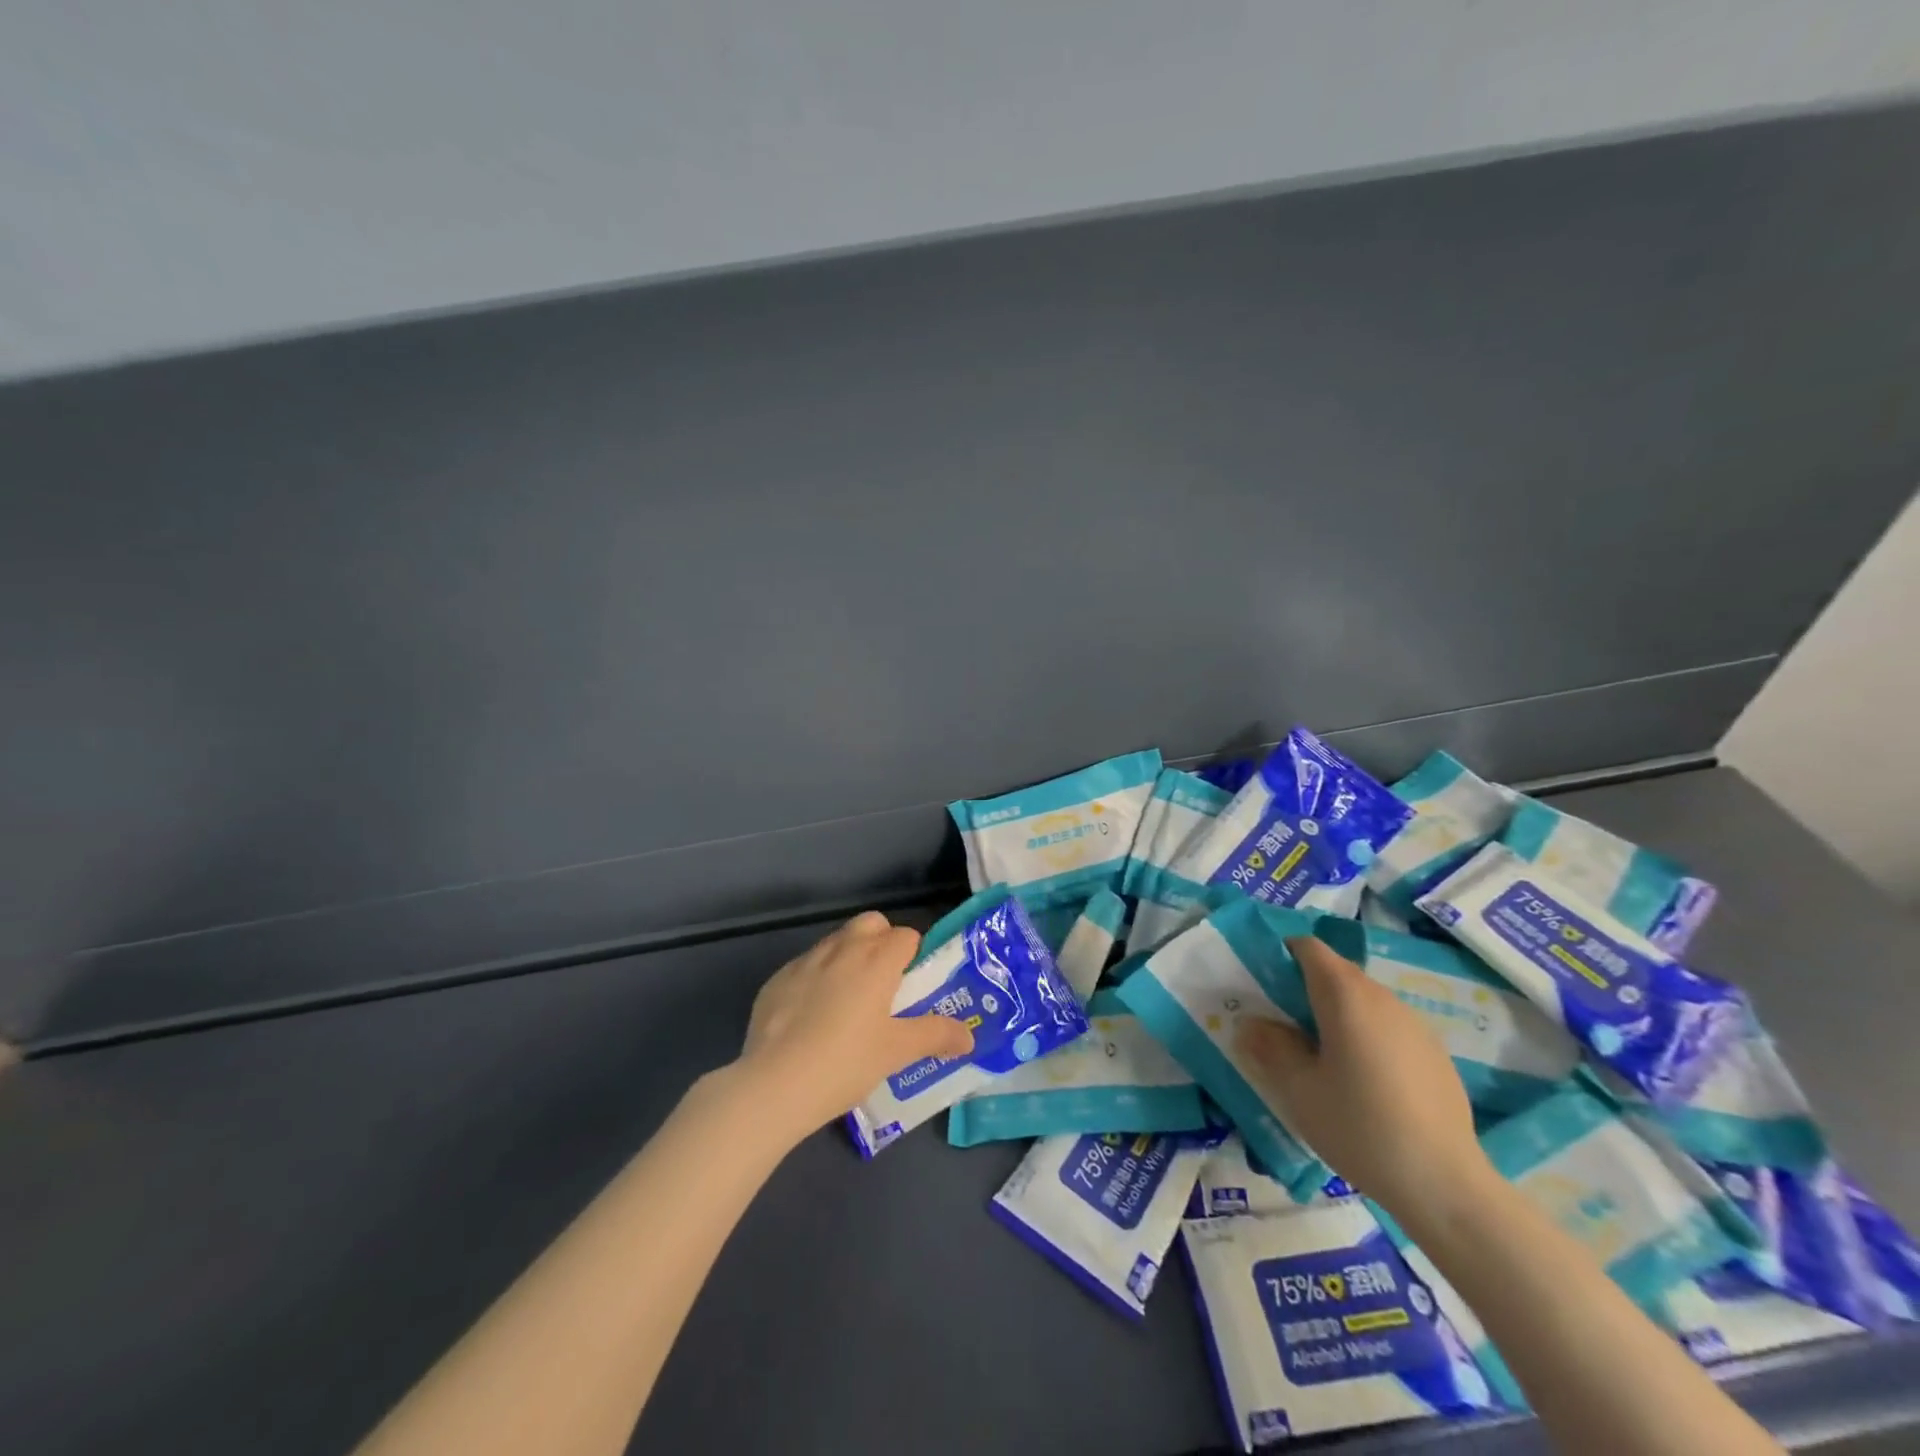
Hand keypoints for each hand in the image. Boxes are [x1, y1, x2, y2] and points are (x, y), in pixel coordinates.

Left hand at [734, 911, 974, 1138]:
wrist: (773, 1085)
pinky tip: (811, 1019)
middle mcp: (841, 948)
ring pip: (836, 942)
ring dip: (849, 958)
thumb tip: (968, 1036)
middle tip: (885, 986)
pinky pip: (806, 967)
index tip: (913, 987)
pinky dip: (816, 980)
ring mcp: (804, 961)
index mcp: (876, 959)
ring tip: (848, 1004)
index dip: (914, 956)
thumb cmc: (846, 1062)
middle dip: (882, 942)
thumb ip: (936, 1035)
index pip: (906, 935)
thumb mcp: (897, 1052)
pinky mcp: (776, 980)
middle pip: (871, 923)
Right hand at [1233, 934, 1492, 1220]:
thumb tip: (1250, 1023)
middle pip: (1335, 972)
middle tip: (1282, 1027)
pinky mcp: (1434, 1053)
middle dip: (1304, 988)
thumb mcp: (1299, 1089)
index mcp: (1345, 995)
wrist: (1446, 1185)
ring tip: (1321, 1059)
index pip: (1308, 946)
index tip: (1263, 986)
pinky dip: (1366, 1037)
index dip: (1281, 955)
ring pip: (1363, 1000)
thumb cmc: (1360, 1127)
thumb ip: (1270, 1047)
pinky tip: (1364, 1084)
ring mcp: (1414, 1024)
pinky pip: (1387, 1027)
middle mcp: (1382, 997)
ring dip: (1336, 1014)